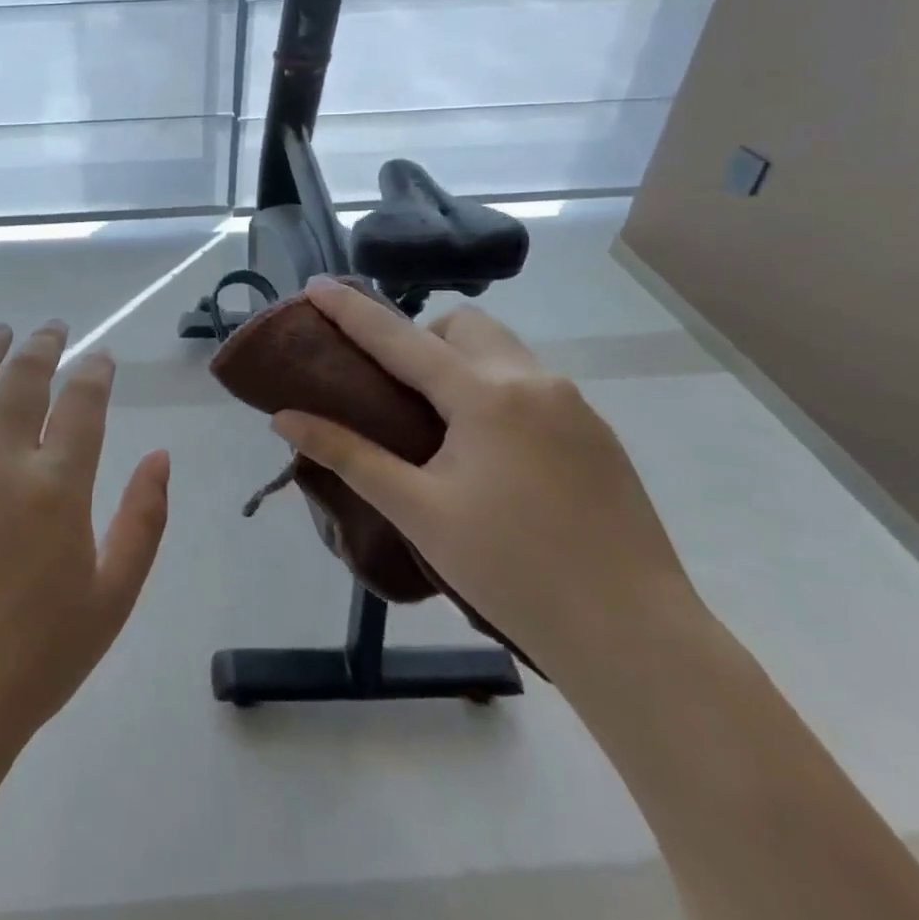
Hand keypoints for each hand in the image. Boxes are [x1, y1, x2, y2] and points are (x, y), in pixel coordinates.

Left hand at [0, 322, 169, 758]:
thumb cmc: (38, 655)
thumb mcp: (114, 595)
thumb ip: (144, 519)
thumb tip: (159, 457)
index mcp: (57, 486)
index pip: (83, 401)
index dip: (95, 371)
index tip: (102, 358)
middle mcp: (0, 462)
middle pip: (21, 378)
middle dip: (41, 344)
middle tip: (52, 329)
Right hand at [272, 279, 701, 681]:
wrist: (633, 635)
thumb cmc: (511, 569)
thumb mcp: (417, 510)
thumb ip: (348, 455)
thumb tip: (285, 419)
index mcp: (484, 395)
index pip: (400, 337)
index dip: (351, 311)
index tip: (315, 284)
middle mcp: (533, 381)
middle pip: (463, 327)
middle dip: (420, 338)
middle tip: (394, 390)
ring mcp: (573, 405)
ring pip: (502, 352)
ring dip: (460, 363)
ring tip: (439, 424)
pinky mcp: (597, 434)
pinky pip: (531, 384)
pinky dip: (494, 391)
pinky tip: (490, 454)